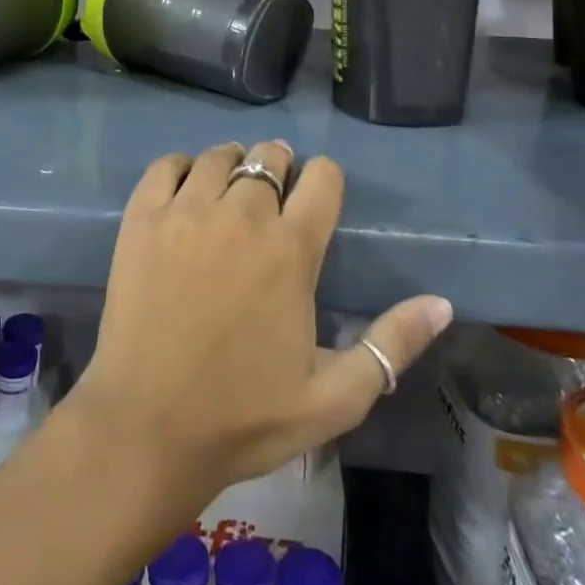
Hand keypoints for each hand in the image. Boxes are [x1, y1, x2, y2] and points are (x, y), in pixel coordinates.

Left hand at [69, 140, 452, 503]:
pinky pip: (165, 165)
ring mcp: (186, 212)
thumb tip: (442, 303)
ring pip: (219, 155)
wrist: (149, 428)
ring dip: (233, 165)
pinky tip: (185, 193)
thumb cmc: (245, 416)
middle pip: (269, 157)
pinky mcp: (142, 218)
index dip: (325, 181)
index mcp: (291, 250)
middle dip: (279, 168)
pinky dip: (181, 168)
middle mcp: (241, 215)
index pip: (323, 178)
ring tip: (230, 192)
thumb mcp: (335, 398)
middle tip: (272, 197)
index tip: (316, 198)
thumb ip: (391, 345)